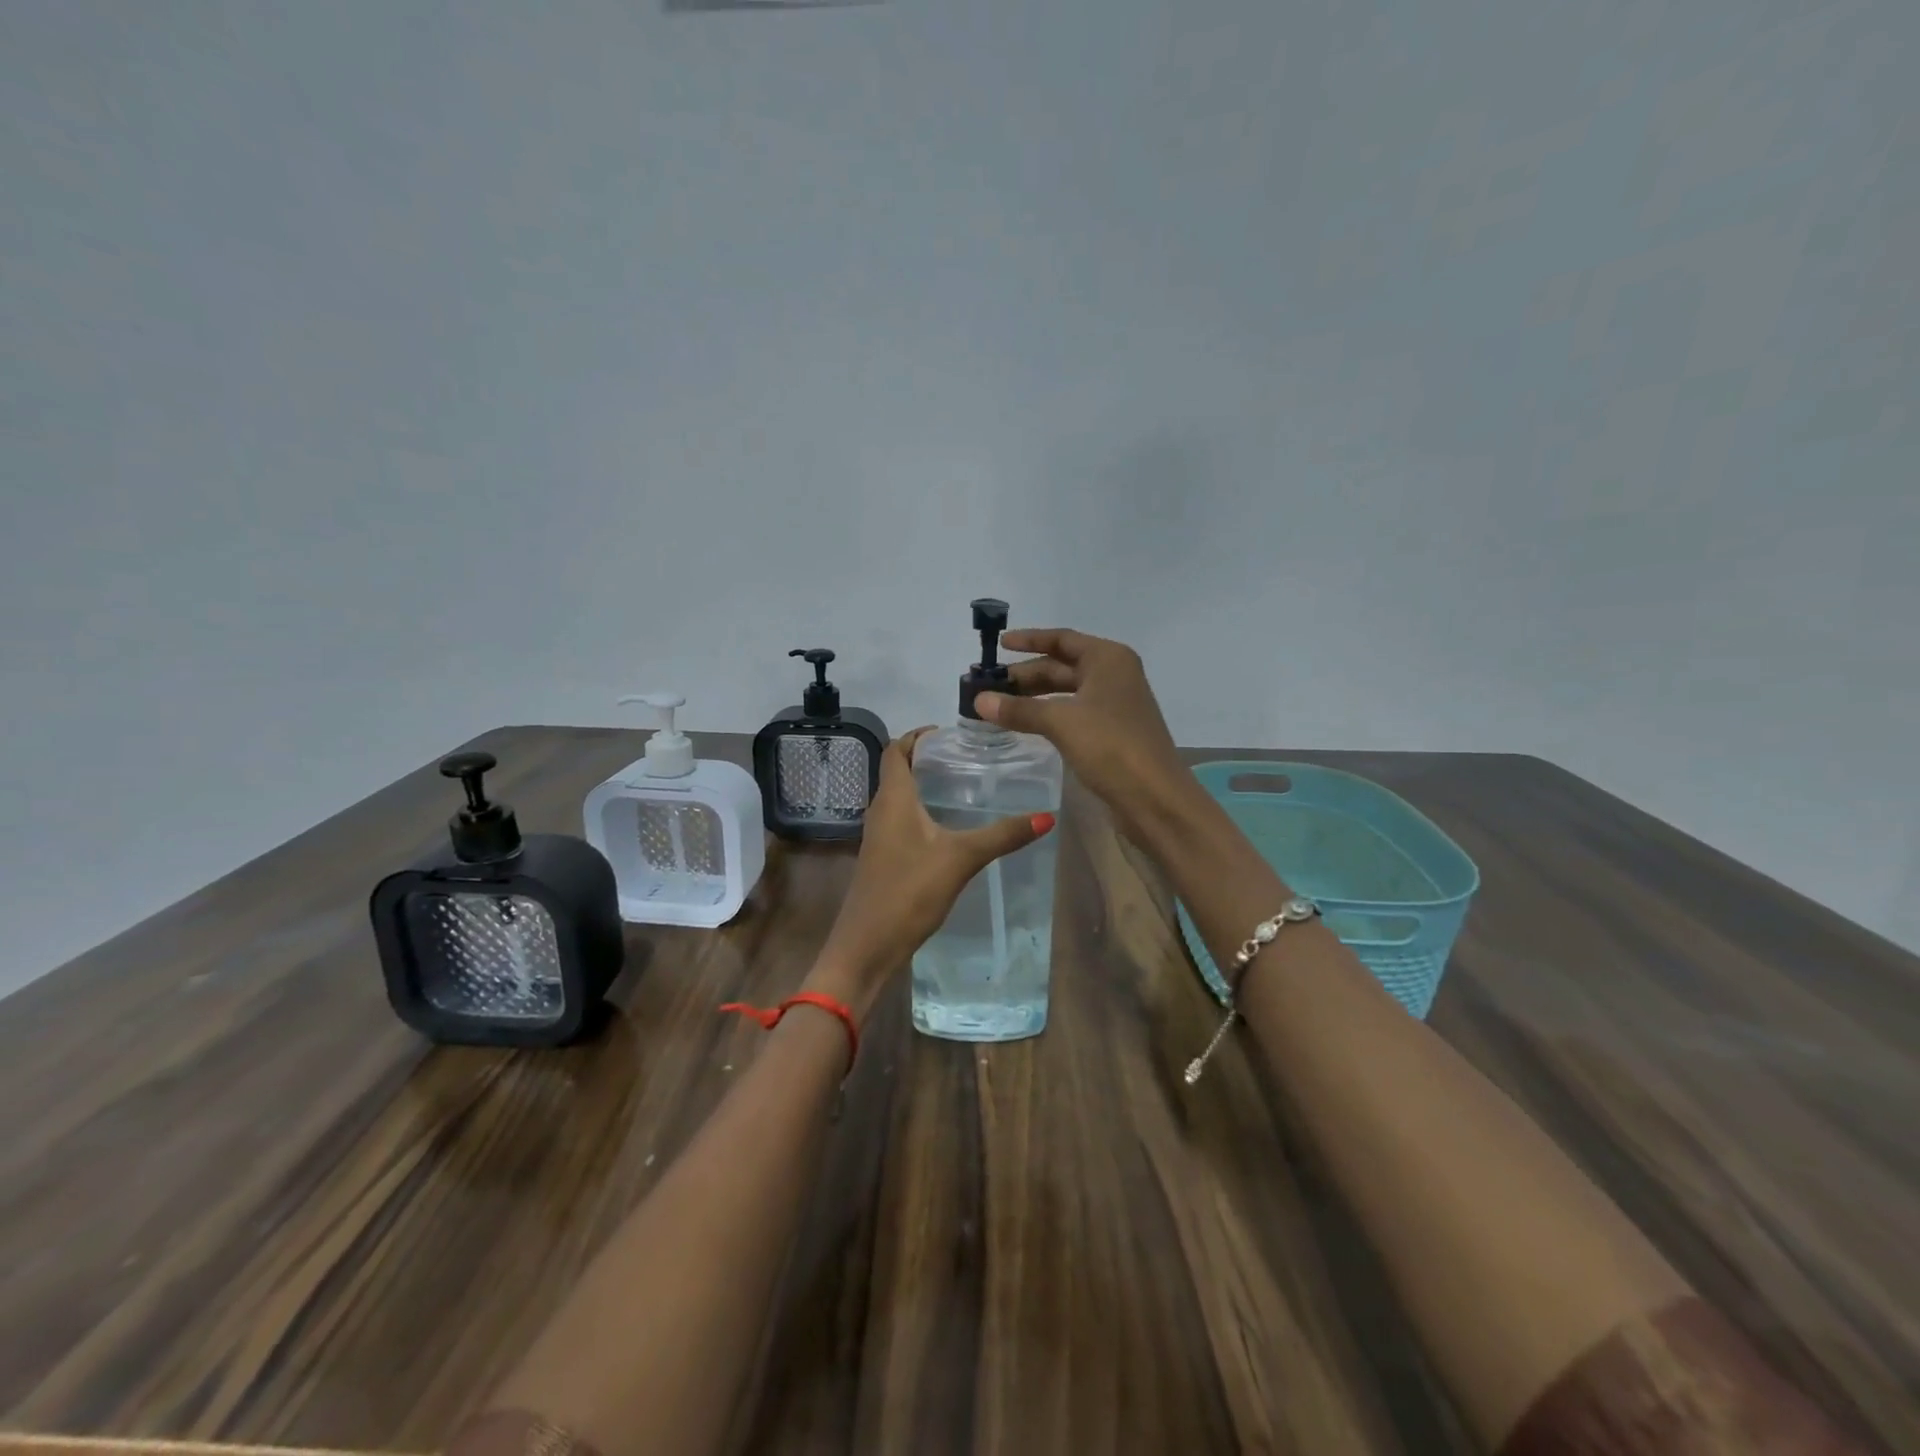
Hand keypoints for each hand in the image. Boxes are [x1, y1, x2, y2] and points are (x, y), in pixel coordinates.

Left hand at [808, 727, 1054, 1016]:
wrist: (867, 946)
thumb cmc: (908, 891)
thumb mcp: (961, 859)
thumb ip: (1002, 836)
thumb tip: (1047, 816)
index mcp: (892, 798)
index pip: (896, 749)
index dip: (918, 735)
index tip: (950, 734)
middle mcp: (880, 810)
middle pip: (898, 771)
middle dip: (927, 759)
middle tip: (968, 758)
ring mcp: (879, 836)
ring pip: (900, 798)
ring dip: (925, 786)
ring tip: (965, 786)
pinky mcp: (883, 858)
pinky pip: (902, 821)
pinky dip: (923, 812)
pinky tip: (950, 828)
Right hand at [974, 628, 1192, 847]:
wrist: (1155, 798)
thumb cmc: (1111, 746)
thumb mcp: (1061, 722)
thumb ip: (1019, 709)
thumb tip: (978, 700)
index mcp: (1108, 659)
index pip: (1062, 639)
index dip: (1030, 640)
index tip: (1000, 644)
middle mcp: (1114, 675)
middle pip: (1062, 666)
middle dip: (1026, 674)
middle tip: (989, 685)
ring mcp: (1115, 704)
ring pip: (1066, 692)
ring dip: (1034, 696)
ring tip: (999, 704)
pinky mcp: (1112, 731)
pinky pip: (1072, 712)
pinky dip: (1048, 714)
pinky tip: (1026, 724)